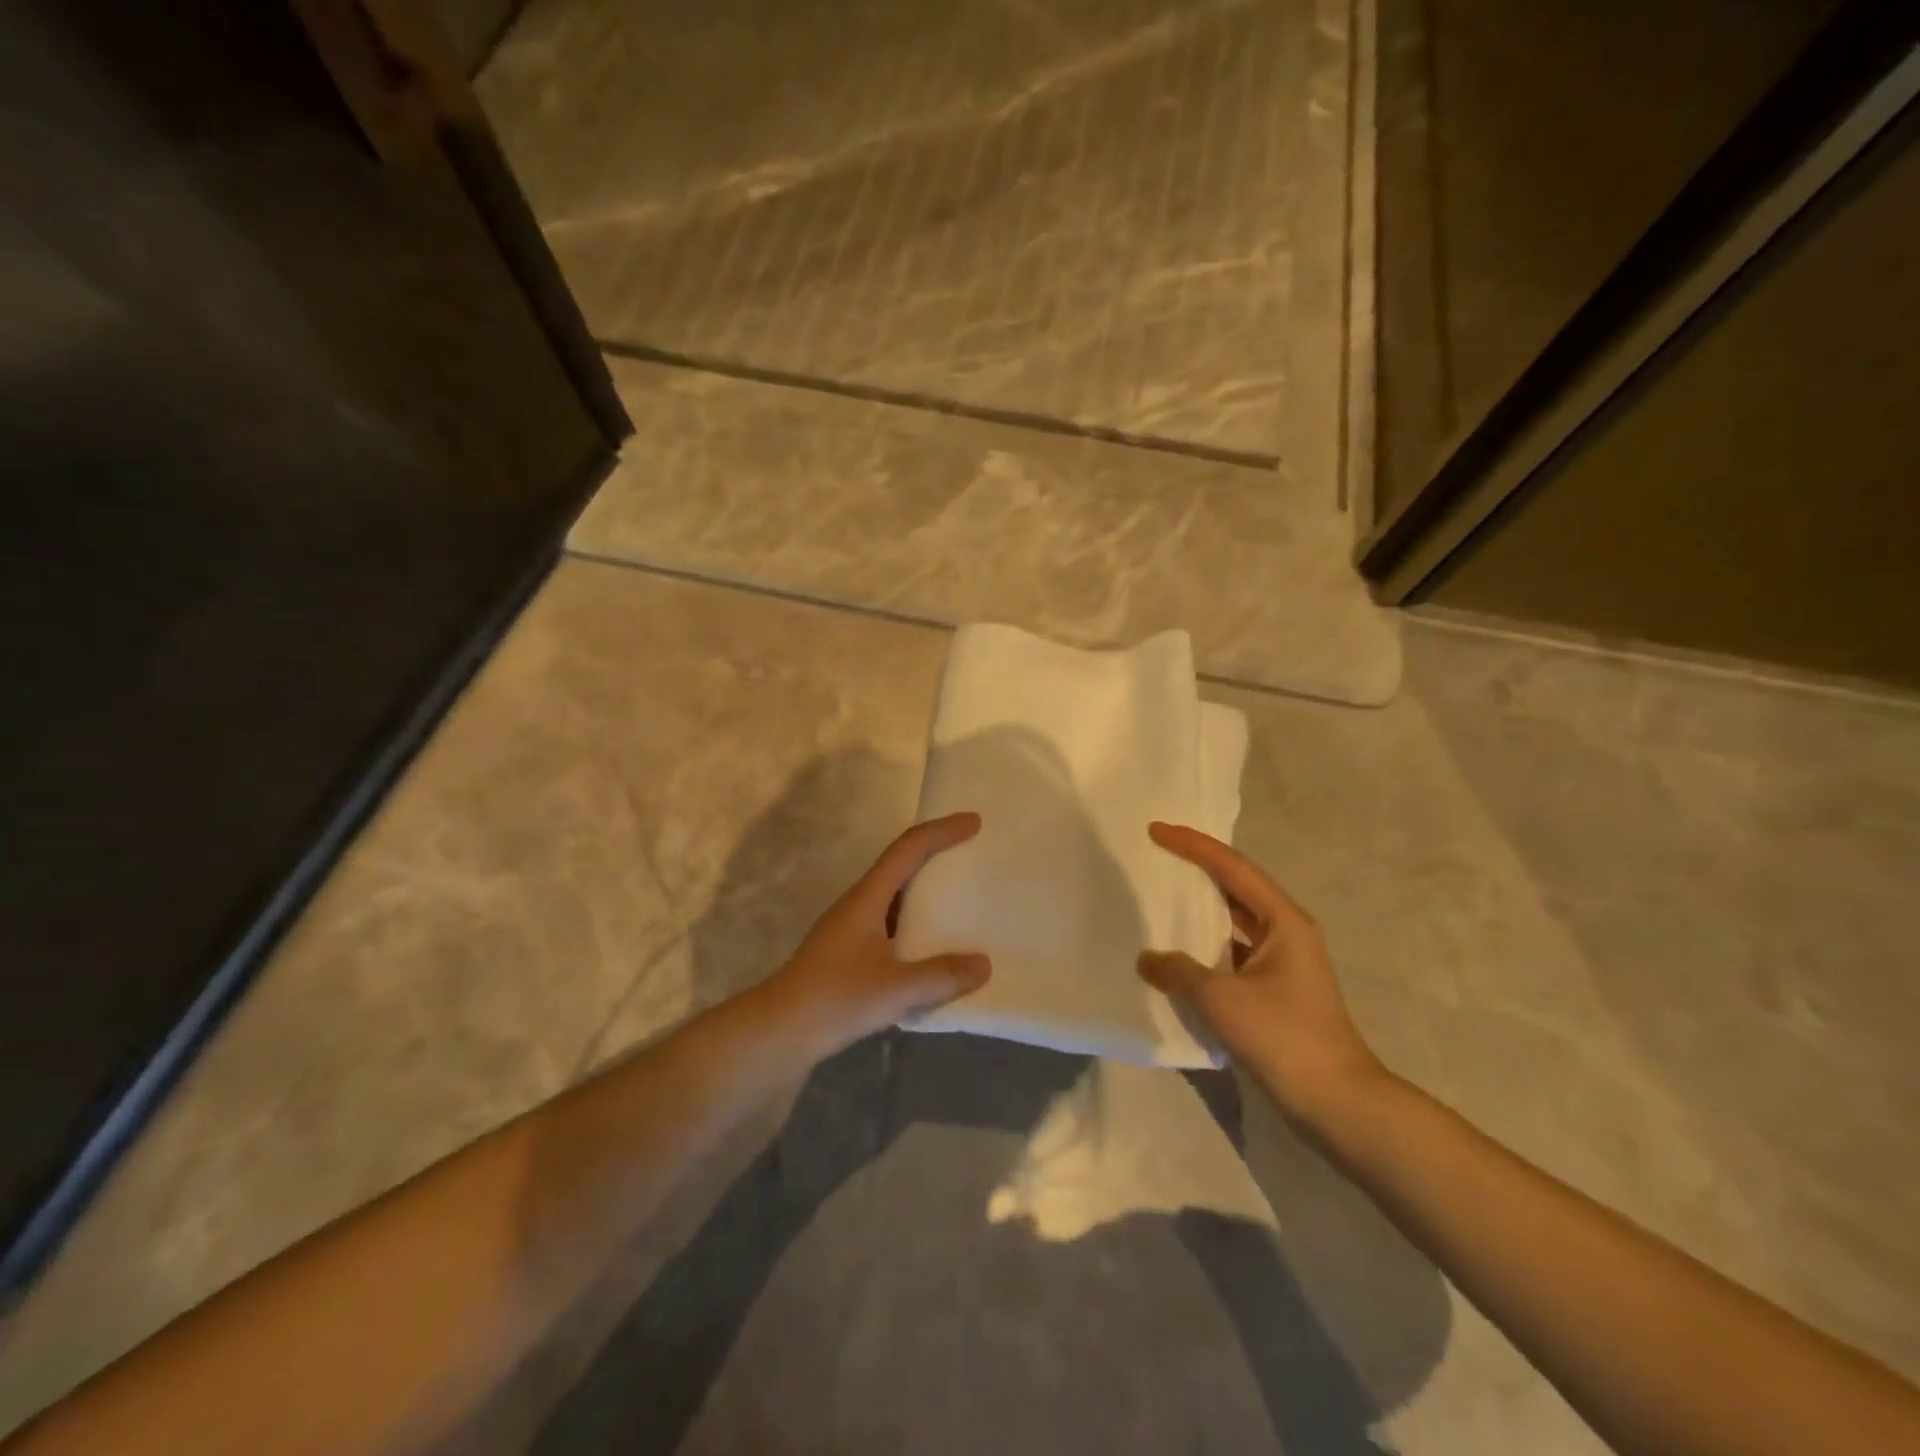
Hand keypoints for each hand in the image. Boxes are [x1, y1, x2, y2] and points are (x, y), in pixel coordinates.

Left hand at [761, 812, 991, 1056]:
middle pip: (902, 865)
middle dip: (937, 854)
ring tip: (962, 900)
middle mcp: (859, 905)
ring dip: (927, 892)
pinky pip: (892, 926)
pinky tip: (934, 949)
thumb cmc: (835, 999)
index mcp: (868, 898)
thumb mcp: (895, 989)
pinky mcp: (849, 955)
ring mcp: (851, 930)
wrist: (778, 1033)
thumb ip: (942, 976)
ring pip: (896, 898)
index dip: (941, 831)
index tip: (974, 822)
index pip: (908, 849)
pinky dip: (917, 926)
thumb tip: (984, 964)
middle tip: (972, 855)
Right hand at [1139, 822, 1386, 1132]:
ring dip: (1199, 910)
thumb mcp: (1222, 999)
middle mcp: (1286, 932)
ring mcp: (1282, 963)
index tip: (1156, 830)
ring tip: (1159, 899)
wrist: (1337, 1103)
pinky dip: (1204, 948)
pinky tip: (1176, 955)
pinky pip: (1231, 954)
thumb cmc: (1284, 1037)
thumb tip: (1148, 959)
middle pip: (1235, 887)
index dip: (1192, 845)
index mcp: (1283, 920)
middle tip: (1156, 856)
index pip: (1232, 867)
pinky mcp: (1274, 991)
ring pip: (1233, 922)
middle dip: (1196, 870)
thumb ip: (1179, 971)